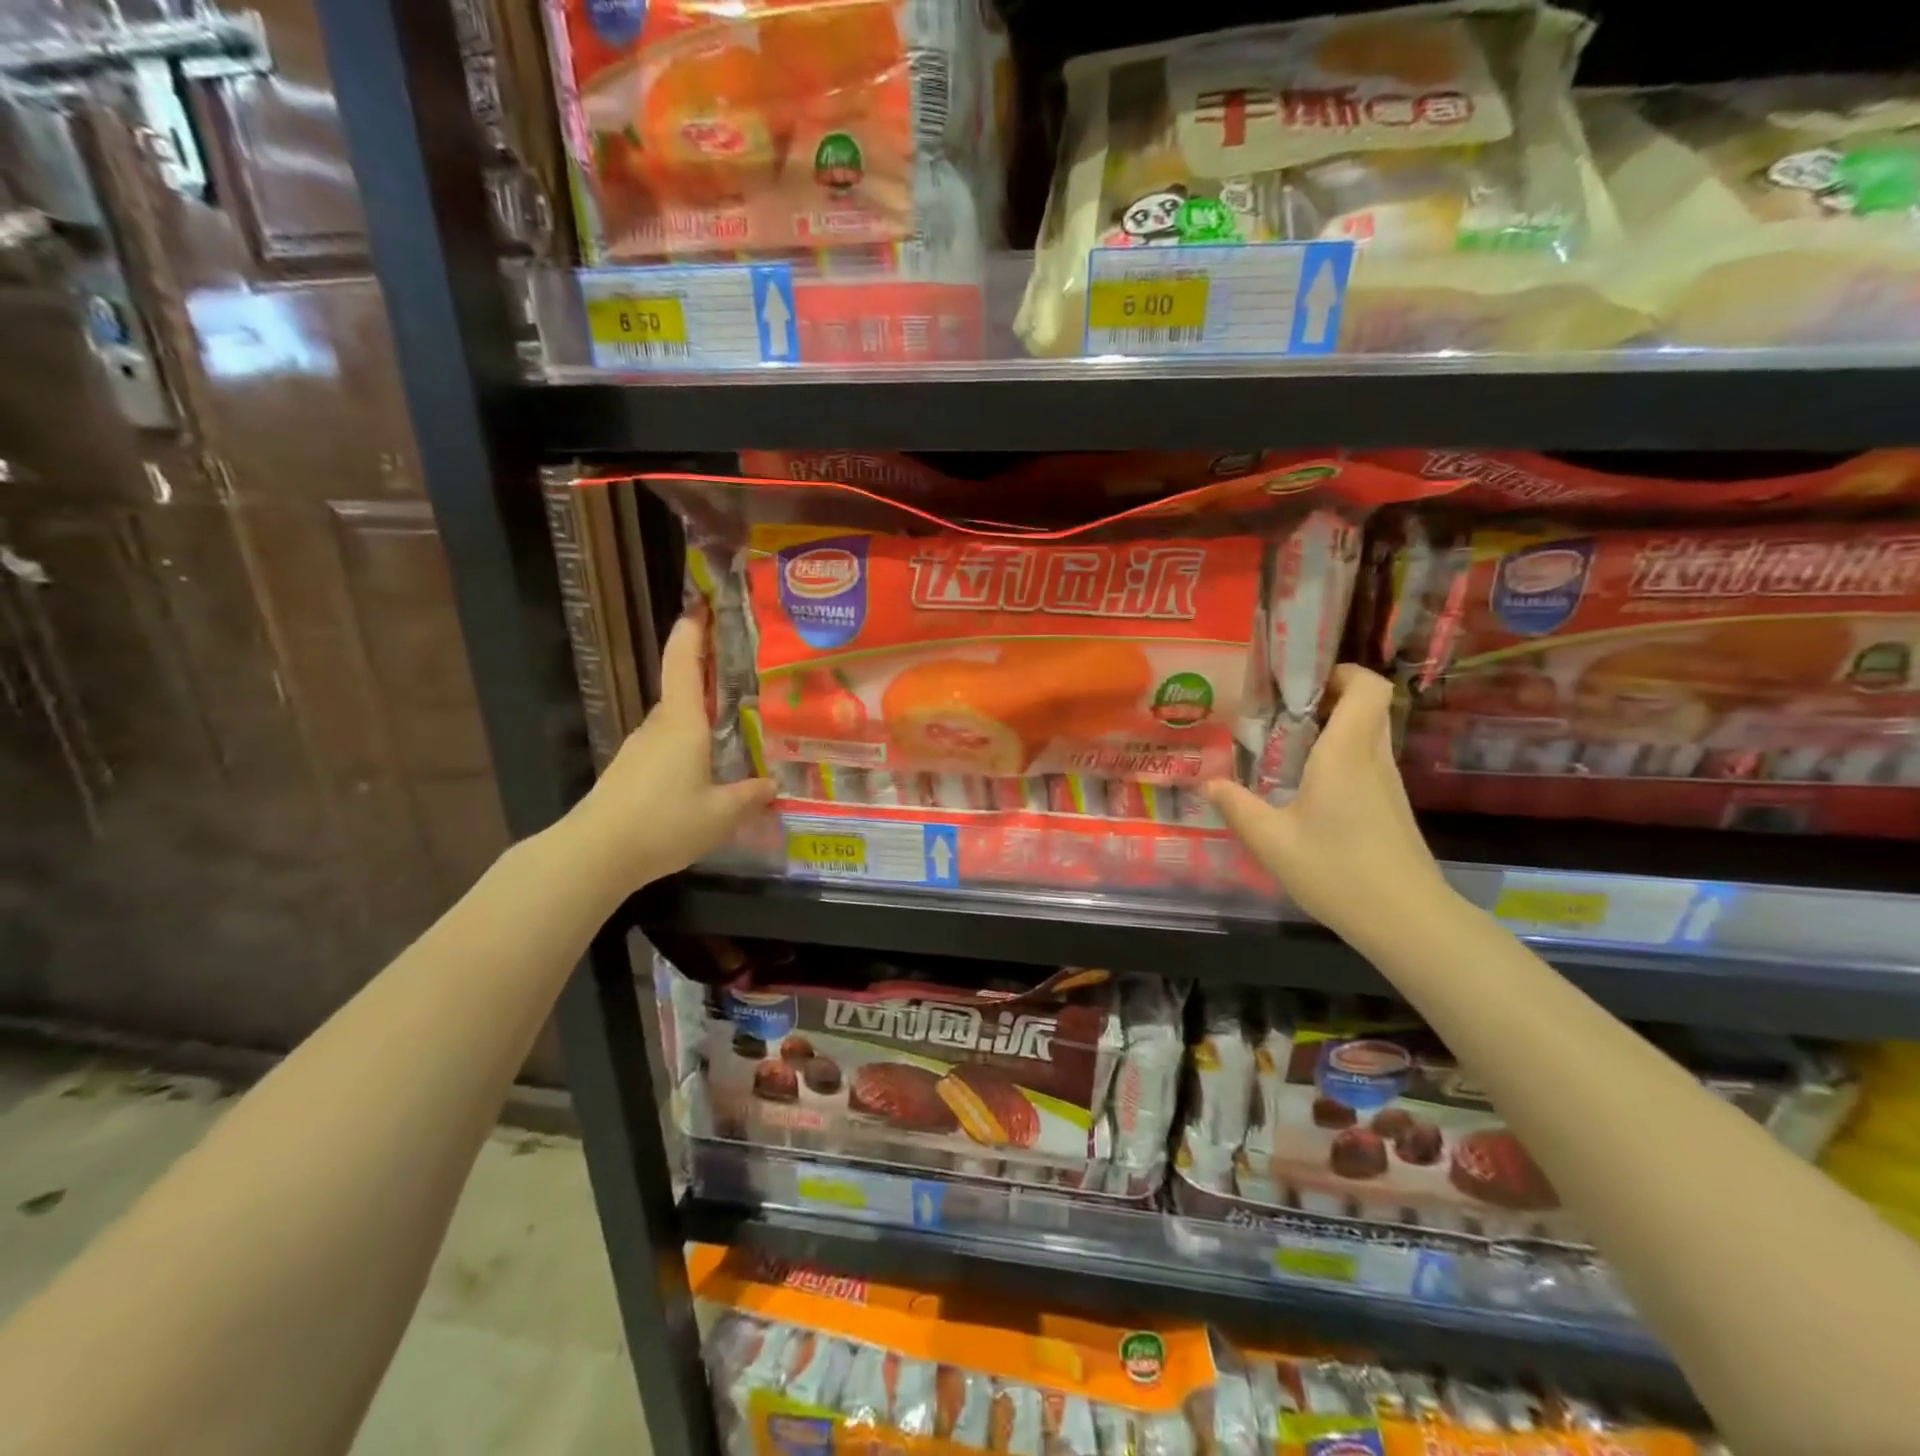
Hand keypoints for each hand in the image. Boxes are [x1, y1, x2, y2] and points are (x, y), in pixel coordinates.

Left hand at [567, 614, 774, 890]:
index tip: (703, 606)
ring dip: (701, 720)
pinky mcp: (630, 771)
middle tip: (746, 679)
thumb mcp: (721, 814)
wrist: (595, 854)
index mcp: (682, 723)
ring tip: (734, 731)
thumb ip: (750, 795)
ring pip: (676, 723)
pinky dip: (688, 747)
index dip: (692, 631)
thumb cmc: (664, 823)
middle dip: (709, 679)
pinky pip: (667, 747)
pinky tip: (705, 773)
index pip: (683, 662)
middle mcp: (658, 727)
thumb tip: (772, 783)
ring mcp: (639, 749)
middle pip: (683, 691)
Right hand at [1205, 665, 1450, 941]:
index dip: (1341, 671)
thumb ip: (1237, 807)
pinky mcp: (1392, 807)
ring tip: (1286, 746)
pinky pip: (1368, 761)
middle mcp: (1374, 759)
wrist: (1407, 921)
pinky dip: (1341, 756)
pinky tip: (1307, 787)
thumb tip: (1209, 784)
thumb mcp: (1272, 842)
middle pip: (1368, 705)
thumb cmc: (1337, 872)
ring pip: (1369, 733)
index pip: (1367, 687)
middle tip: (1282, 711)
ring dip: (1334, 727)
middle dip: (1329, 696)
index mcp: (1347, 754)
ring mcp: (1389, 785)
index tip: (1300, 681)